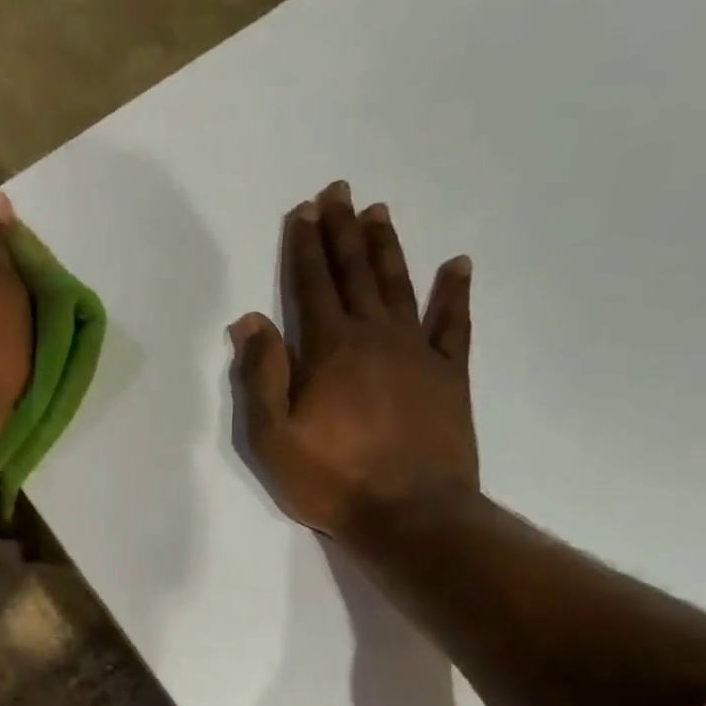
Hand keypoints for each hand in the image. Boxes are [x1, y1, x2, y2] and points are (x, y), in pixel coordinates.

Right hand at [230, 181, 477, 540]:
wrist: (411, 515)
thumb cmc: (333, 480)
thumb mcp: (274, 438)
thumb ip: (262, 377)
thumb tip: (249, 321)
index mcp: (329, 350)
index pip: (311, 286)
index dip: (305, 246)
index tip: (304, 210)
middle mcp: (374, 338)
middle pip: (355, 274)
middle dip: (344, 231)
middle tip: (341, 190)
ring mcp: (417, 354)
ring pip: (399, 286)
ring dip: (386, 248)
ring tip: (379, 213)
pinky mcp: (449, 377)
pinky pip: (453, 324)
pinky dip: (454, 293)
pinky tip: (456, 265)